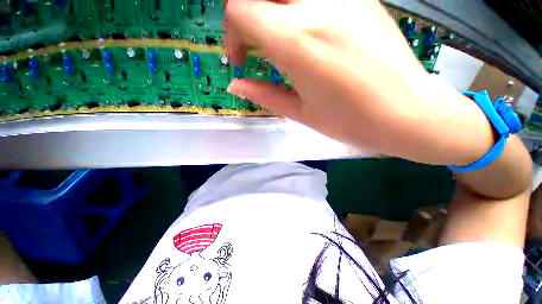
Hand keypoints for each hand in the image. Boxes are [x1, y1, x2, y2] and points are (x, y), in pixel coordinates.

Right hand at [224, 0, 532, 249]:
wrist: (407, 113)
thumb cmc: (351, 121)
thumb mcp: (301, 113)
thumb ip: (264, 94)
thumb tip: (236, 85)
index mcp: (297, 42)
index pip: (239, 10)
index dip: (232, 33)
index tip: (240, 58)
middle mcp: (317, 6)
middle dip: (248, 18)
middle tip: (255, 45)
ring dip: (273, 13)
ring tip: (279, 44)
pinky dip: (297, 11)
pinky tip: (307, 37)